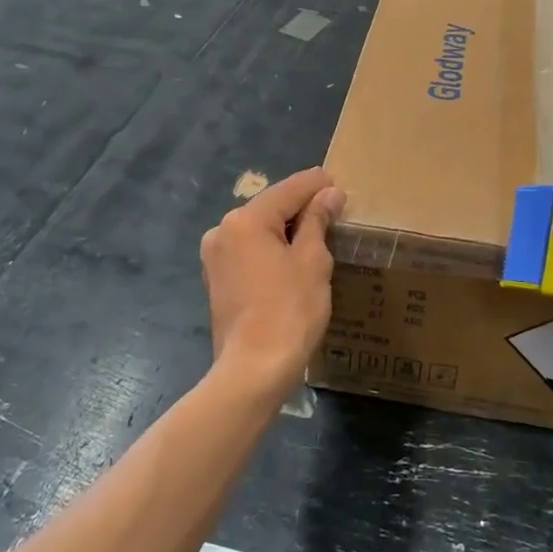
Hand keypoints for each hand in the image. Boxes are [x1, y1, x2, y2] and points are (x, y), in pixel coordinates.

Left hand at [200, 168, 345, 398]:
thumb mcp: (312, 261)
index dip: (316, 185)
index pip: (289, 190)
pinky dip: (271, 248)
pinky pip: (249, 251)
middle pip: (270, 207)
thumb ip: (318, 220)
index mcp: (245, 220)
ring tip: (319, 233)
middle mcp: (223, 230)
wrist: (254, 369)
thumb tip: (329, 193)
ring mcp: (215, 257)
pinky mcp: (217, 279)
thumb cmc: (289, 310)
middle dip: (301, 207)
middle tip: (334, 209)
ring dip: (286, 229)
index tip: (338, 182)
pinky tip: (293, 258)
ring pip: (258, 230)